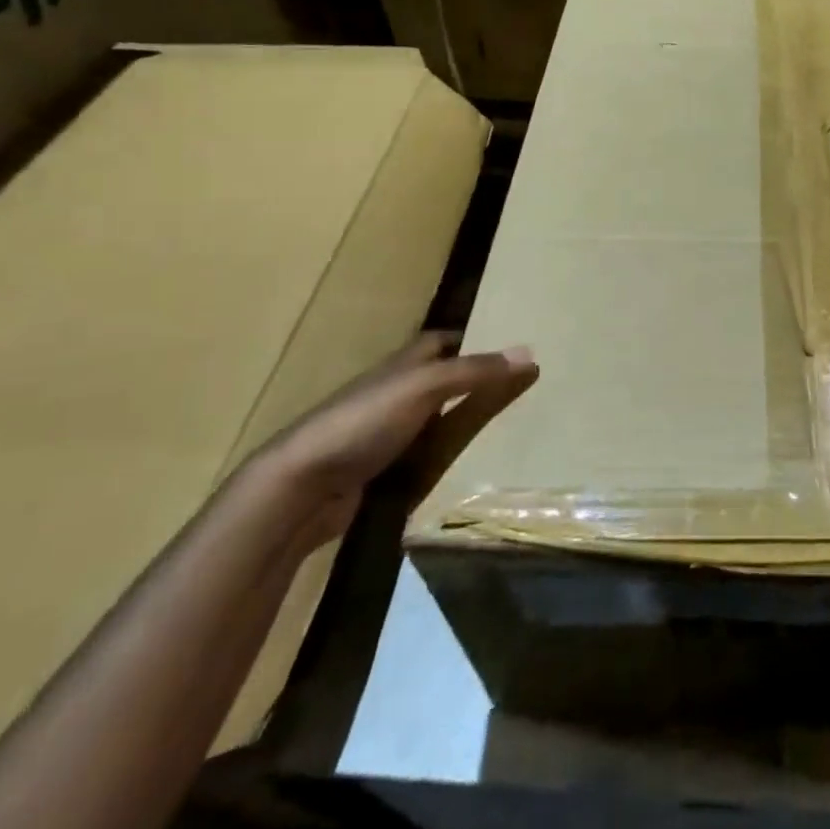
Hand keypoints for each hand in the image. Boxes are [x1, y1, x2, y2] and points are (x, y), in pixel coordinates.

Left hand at [250, 331, 537, 546]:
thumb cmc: (363, 422)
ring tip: (505, 428)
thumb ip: (475, 371)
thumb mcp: (425, 388)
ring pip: (432, 419)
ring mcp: (383, 433)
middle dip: (473, 381)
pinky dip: (443, 456)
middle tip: (518, 390)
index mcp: (402, 365)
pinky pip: (421, 455)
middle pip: (440, 379)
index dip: (472, 340)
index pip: (441, 341)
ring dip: (461, 420)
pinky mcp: (377, 469)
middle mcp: (393, 392)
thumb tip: (530, 352)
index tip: (508, 348)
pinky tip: (467, 466)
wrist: (299, 488)